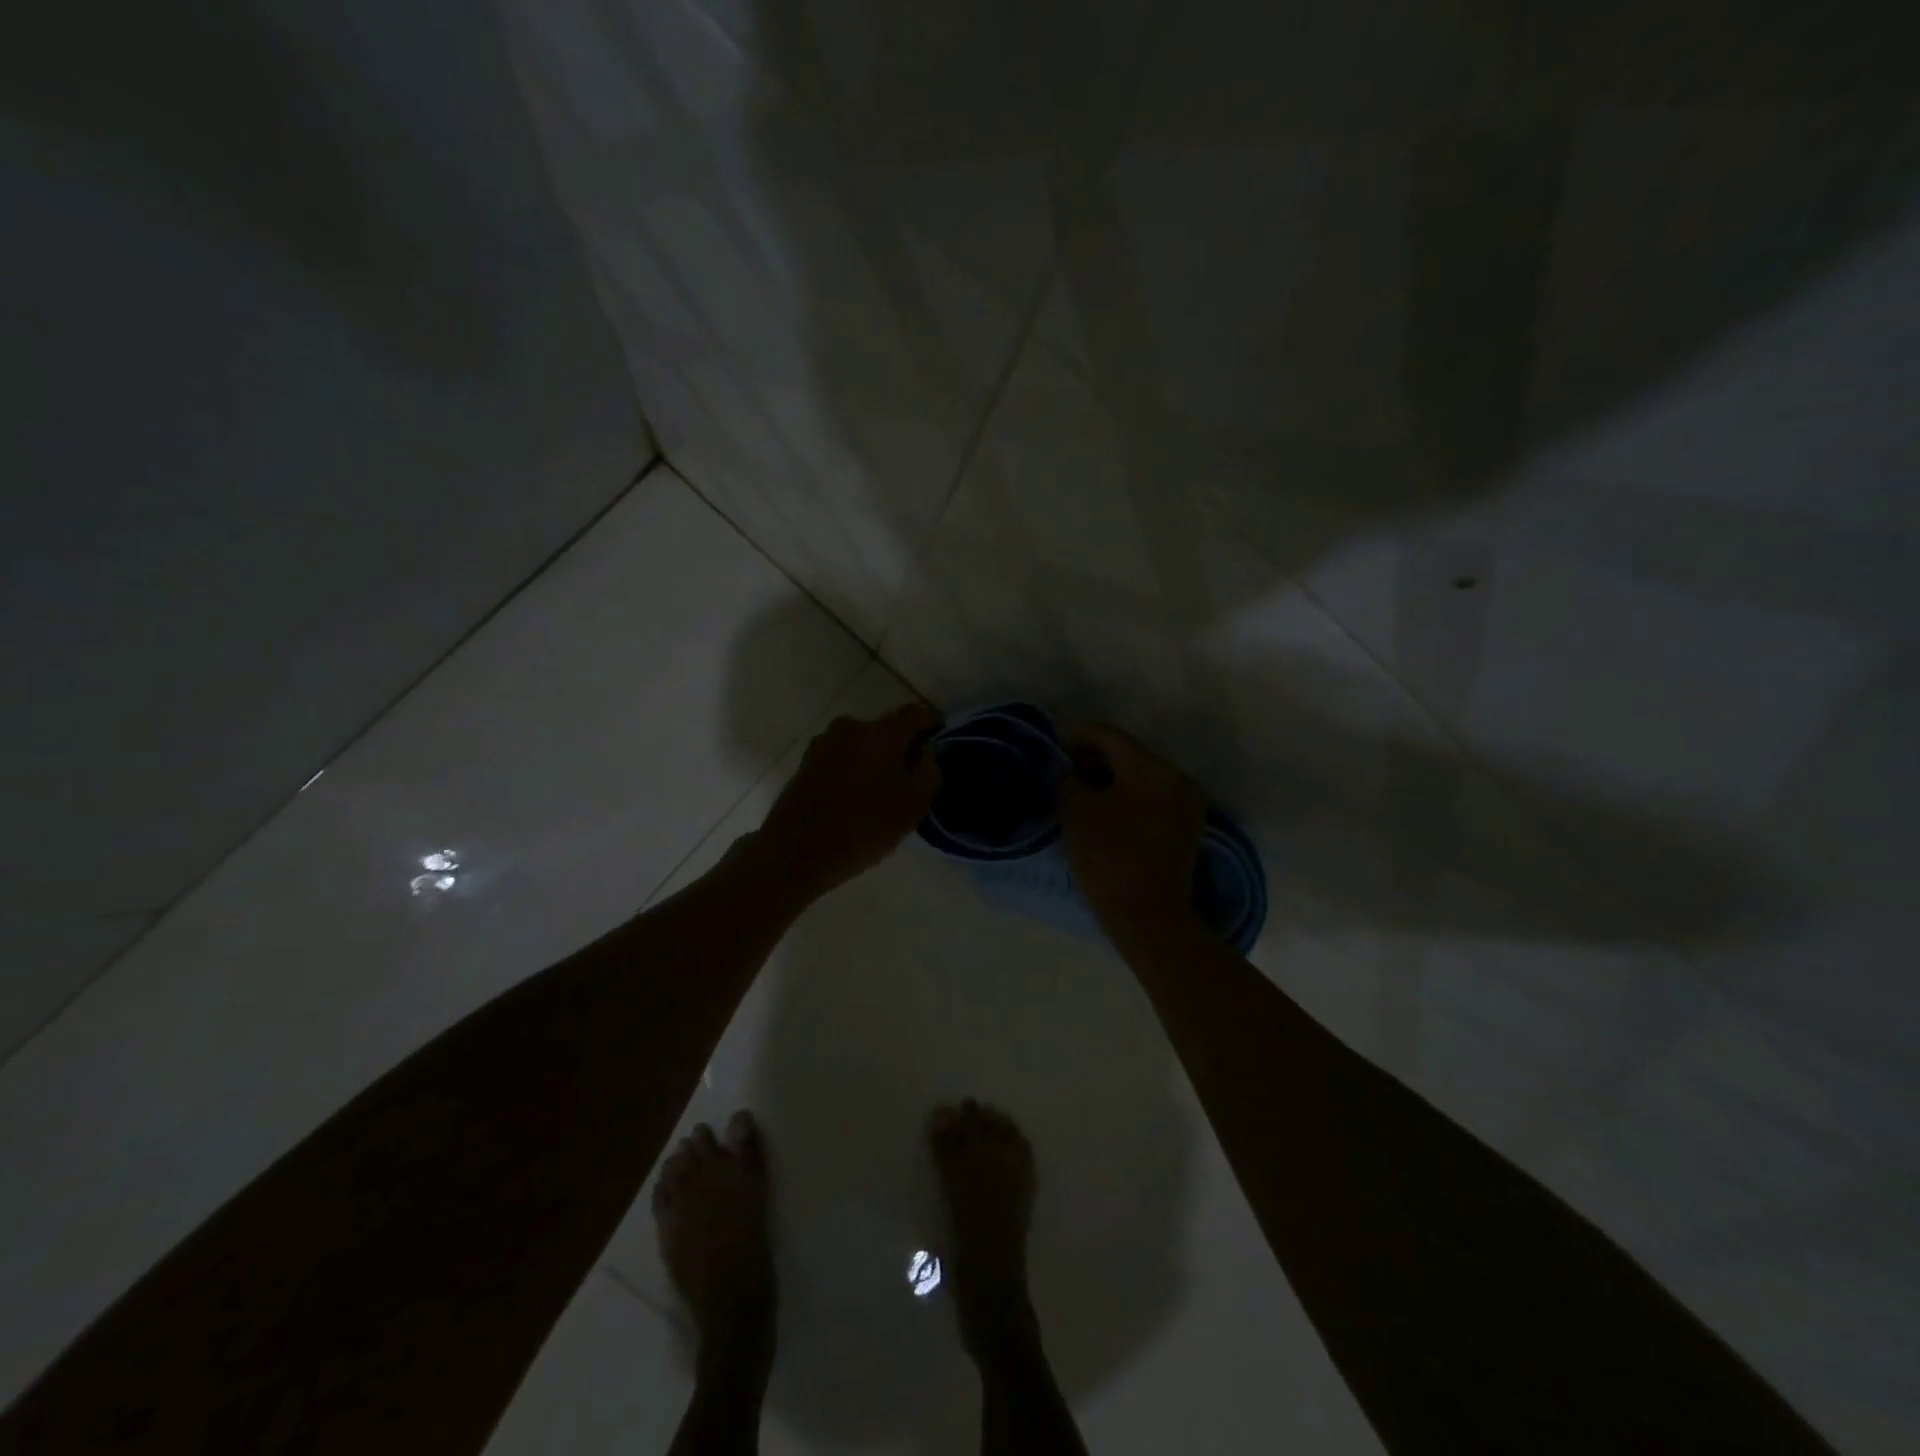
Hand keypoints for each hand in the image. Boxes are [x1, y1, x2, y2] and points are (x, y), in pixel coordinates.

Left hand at [749, 703, 942, 899]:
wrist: (797, 852)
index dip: (932, 723)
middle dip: (901, 745)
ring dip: (875, 757)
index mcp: (881, 733)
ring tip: (882, 788)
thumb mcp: (913, 807)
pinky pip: (842, 755)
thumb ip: (929, 772)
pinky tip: (857, 795)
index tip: (940, 738)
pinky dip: (854, 767)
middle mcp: (851, 727)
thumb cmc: (863, 828)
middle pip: (886, 728)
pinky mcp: (807, 760)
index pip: (915, 713)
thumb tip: (927, 752)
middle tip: (912, 773)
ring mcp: (824, 742)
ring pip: (862, 742)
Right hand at [1058, 723, 1207, 946]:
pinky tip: (1101, 806)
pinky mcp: (1186, 827)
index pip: (1109, 736)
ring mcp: (1186, 803)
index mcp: (1151, 767)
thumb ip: (1066, 779)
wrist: (1148, 916)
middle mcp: (1176, 777)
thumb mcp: (1076, 812)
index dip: (1076, 734)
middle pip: (1128, 754)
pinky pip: (1152, 797)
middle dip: (1092, 756)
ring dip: (1109, 777)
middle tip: (1060, 765)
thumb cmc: (1108, 857)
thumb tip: (1065, 769)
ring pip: (1141, 776)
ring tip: (1076, 787)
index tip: (1052, 740)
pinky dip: (1126, 795)